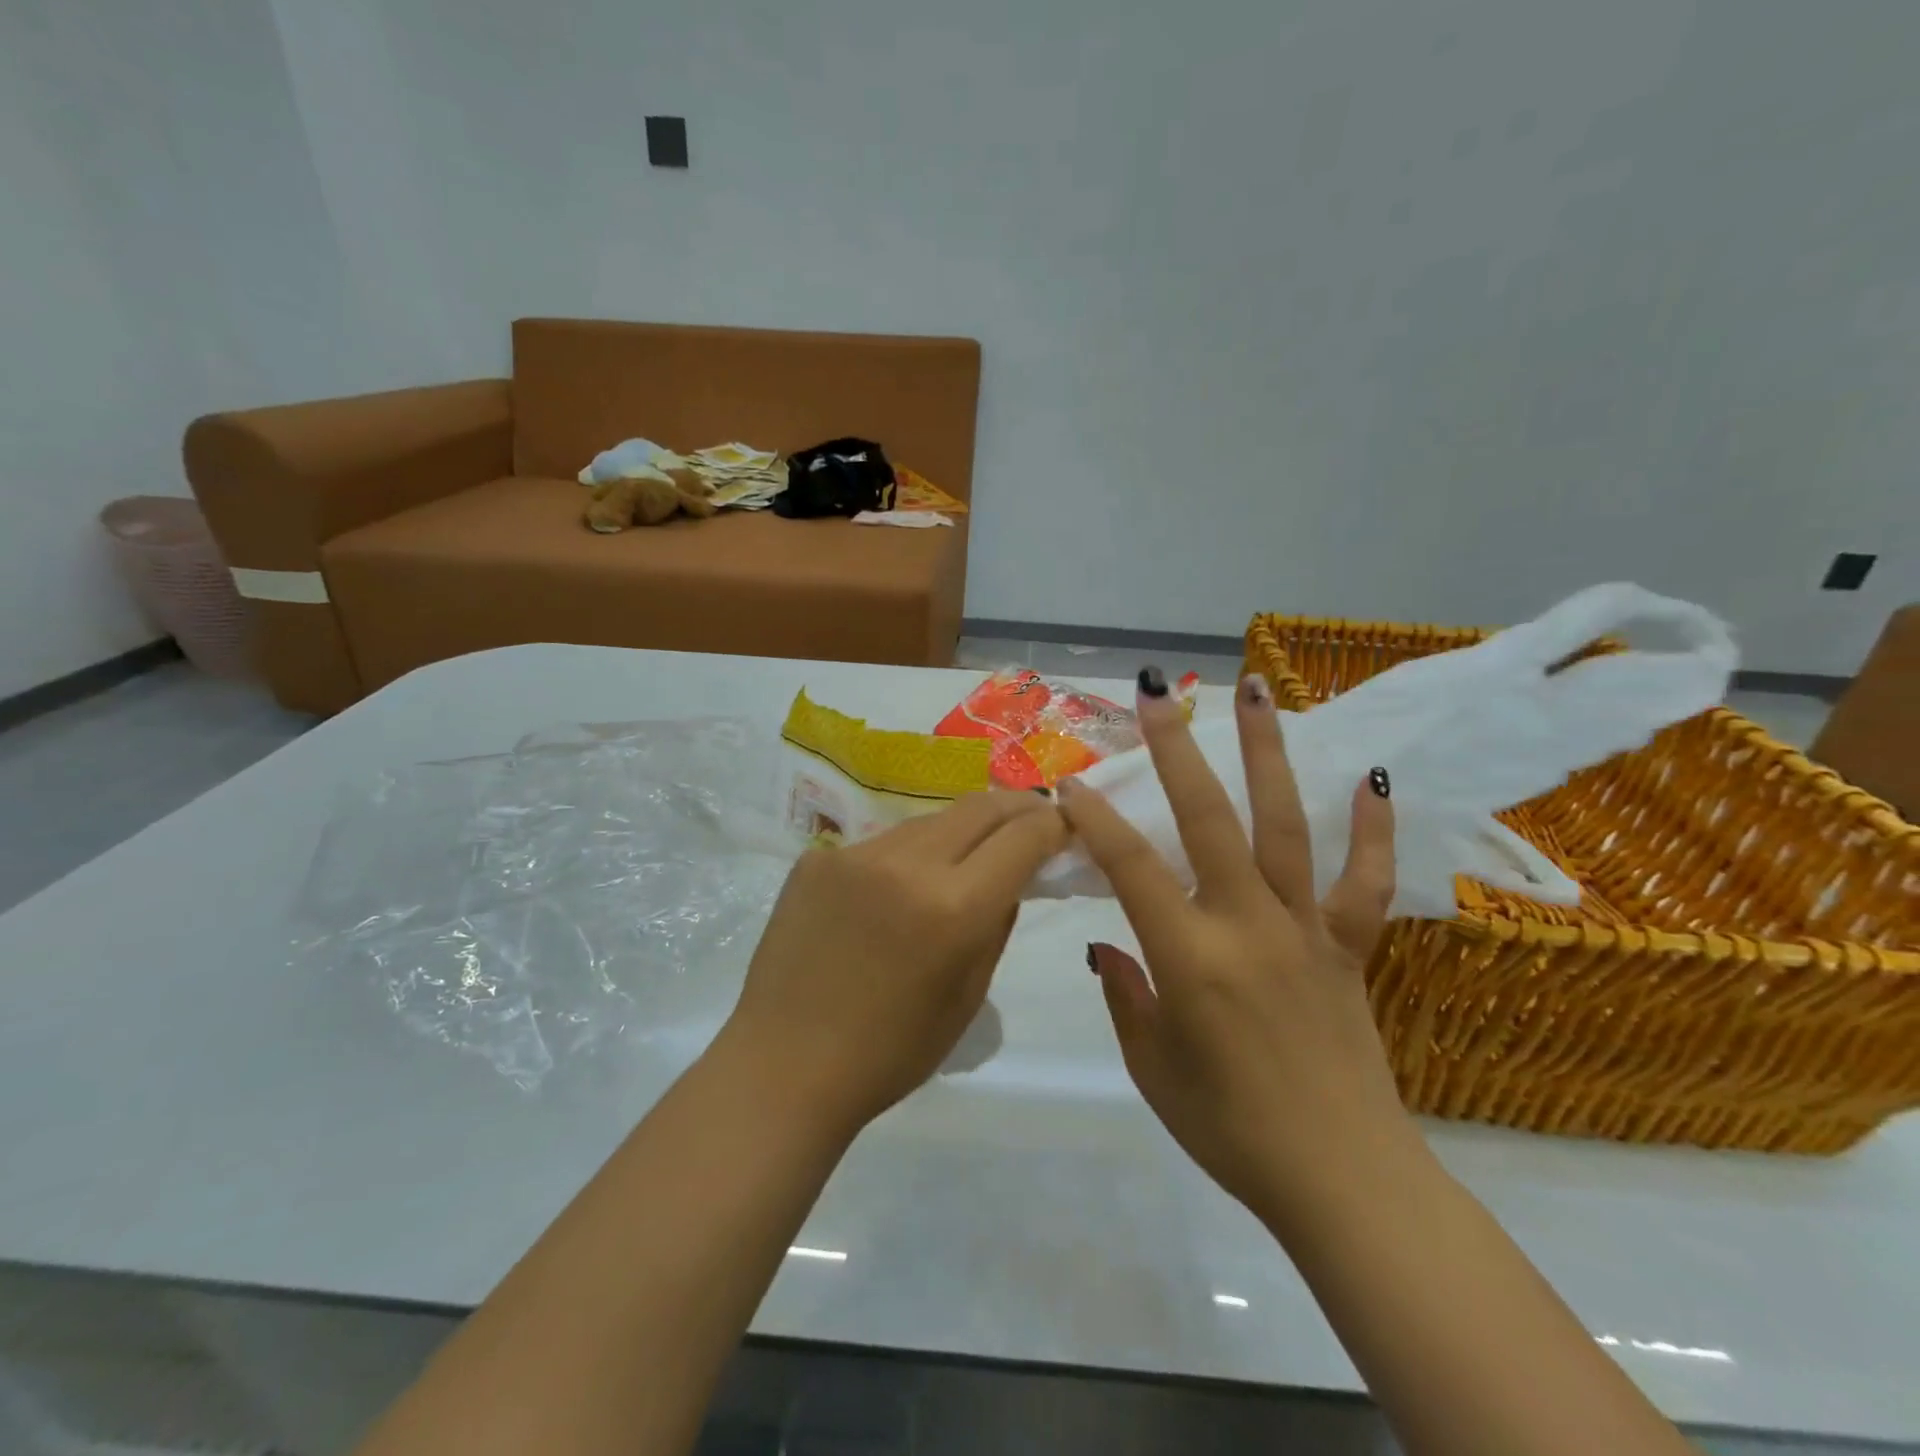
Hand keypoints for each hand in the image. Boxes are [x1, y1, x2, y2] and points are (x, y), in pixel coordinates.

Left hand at [719, 792, 1067, 1134]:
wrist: (784, 1066)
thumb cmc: (890, 1052)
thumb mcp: (968, 996)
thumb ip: (997, 924)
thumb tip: (1012, 878)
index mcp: (954, 906)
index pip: (1022, 836)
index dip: (1052, 824)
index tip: (1064, 825)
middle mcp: (907, 863)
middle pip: (979, 807)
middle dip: (1016, 807)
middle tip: (1033, 816)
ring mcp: (855, 854)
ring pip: (929, 821)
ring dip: (959, 830)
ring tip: (966, 854)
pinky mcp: (817, 858)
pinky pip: (880, 844)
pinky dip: (905, 856)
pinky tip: (896, 889)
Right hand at [1058, 673, 1412, 1226]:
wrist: (1343, 1181)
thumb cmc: (1229, 1130)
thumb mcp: (1152, 1068)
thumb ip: (1127, 995)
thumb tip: (1109, 946)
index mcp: (1190, 957)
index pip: (1129, 867)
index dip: (1095, 820)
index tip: (1070, 783)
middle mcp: (1247, 924)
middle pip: (1207, 818)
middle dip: (1175, 750)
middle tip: (1158, 691)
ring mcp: (1304, 928)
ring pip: (1284, 824)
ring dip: (1267, 753)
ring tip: (1255, 691)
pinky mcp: (1348, 946)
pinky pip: (1366, 881)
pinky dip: (1373, 828)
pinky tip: (1374, 775)